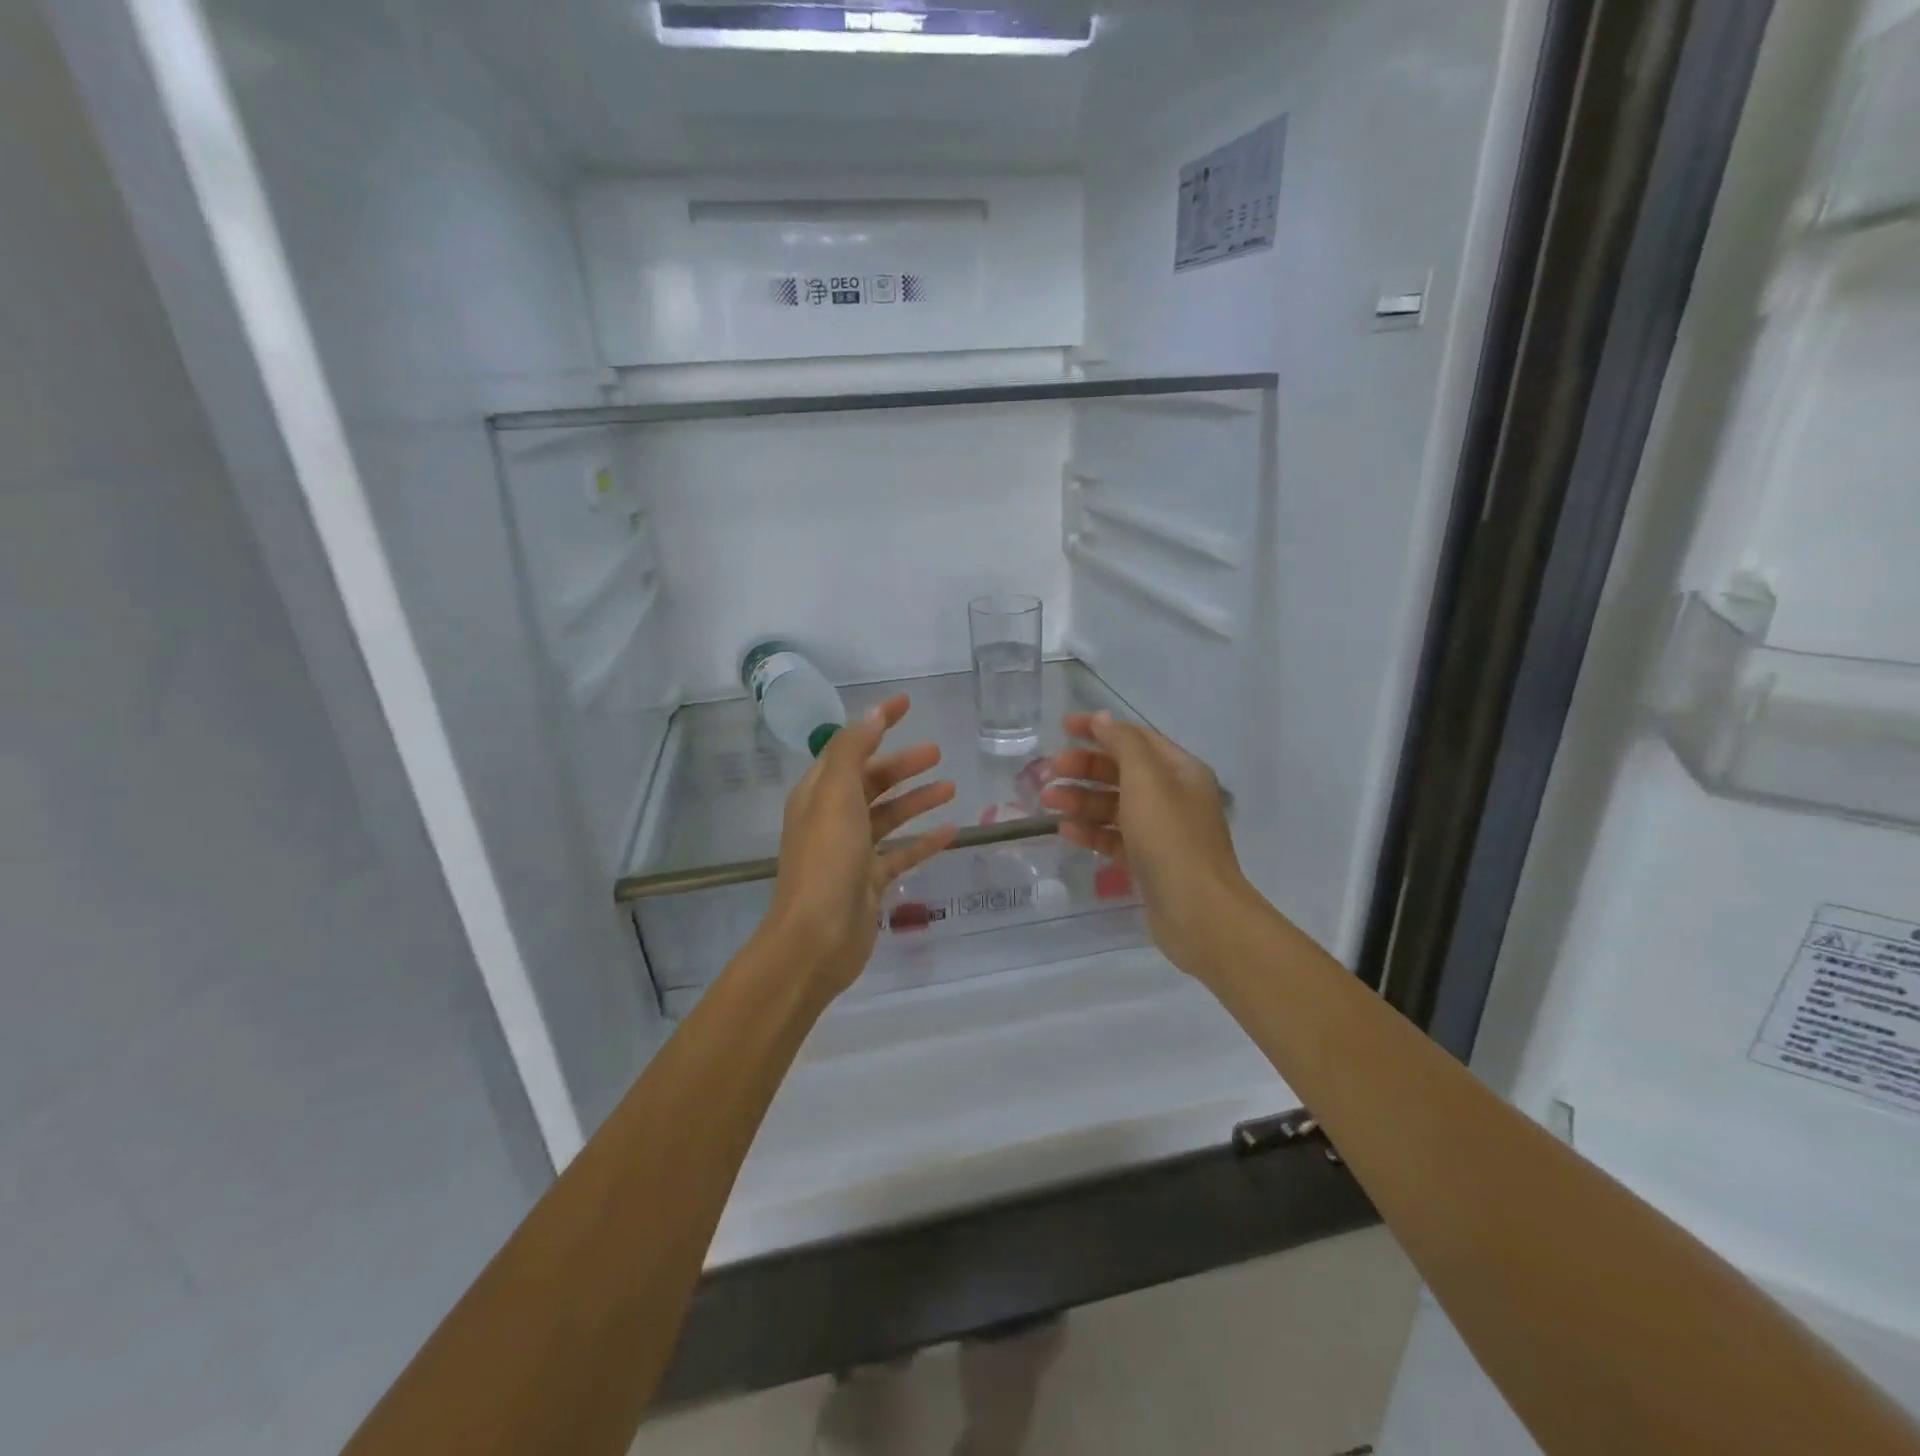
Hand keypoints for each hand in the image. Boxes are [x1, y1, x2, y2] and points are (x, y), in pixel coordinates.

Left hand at [765, 694, 958, 997]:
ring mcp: (851, 852)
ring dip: (916, 800)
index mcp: (817, 794)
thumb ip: (853, 751)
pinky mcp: (869, 882)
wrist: (816, 939)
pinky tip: (951, 832)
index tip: (906, 703)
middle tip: (937, 753)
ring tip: (950, 787)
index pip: (849, 747)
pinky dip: (923, 841)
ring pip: (889, 816)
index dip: (876, 724)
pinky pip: (901, 853)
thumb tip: (873, 713)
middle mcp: (832, 818)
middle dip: (902, 766)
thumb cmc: (826, 860)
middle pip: (871, 782)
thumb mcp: (836, 795)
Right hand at [1041, 711, 1254, 980]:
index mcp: (1180, 771)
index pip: (1135, 738)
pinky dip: (1091, 831)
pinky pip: (1114, 837)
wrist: (1198, 911)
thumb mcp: (1146, 780)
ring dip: (1081, 800)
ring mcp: (1162, 831)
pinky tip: (1066, 831)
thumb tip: (1103, 719)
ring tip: (1049, 803)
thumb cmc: (1170, 837)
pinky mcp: (1148, 862)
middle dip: (1084, 768)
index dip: (1099, 729)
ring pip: (1114, 806)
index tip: (1062, 728)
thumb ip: (1123, 744)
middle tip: (1050, 772)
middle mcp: (1173, 796)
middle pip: (1121, 772)